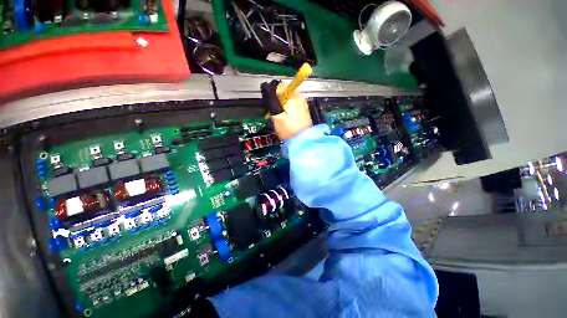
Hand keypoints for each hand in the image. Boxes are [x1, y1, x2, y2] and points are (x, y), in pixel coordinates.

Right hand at [271, 83, 312, 139]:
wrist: (302, 140)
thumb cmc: (288, 128)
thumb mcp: (277, 114)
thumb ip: (272, 100)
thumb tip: (268, 87)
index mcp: (293, 95)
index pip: (279, 85)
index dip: (272, 93)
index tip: (269, 104)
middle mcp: (299, 96)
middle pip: (284, 92)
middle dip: (277, 100)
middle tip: (273, 112)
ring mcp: (303, 103)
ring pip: (288, 99)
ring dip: (282, 105)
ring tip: (279, 117)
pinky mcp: (303, 110)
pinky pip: (292, 105)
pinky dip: (287, 109)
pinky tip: (286, 119)